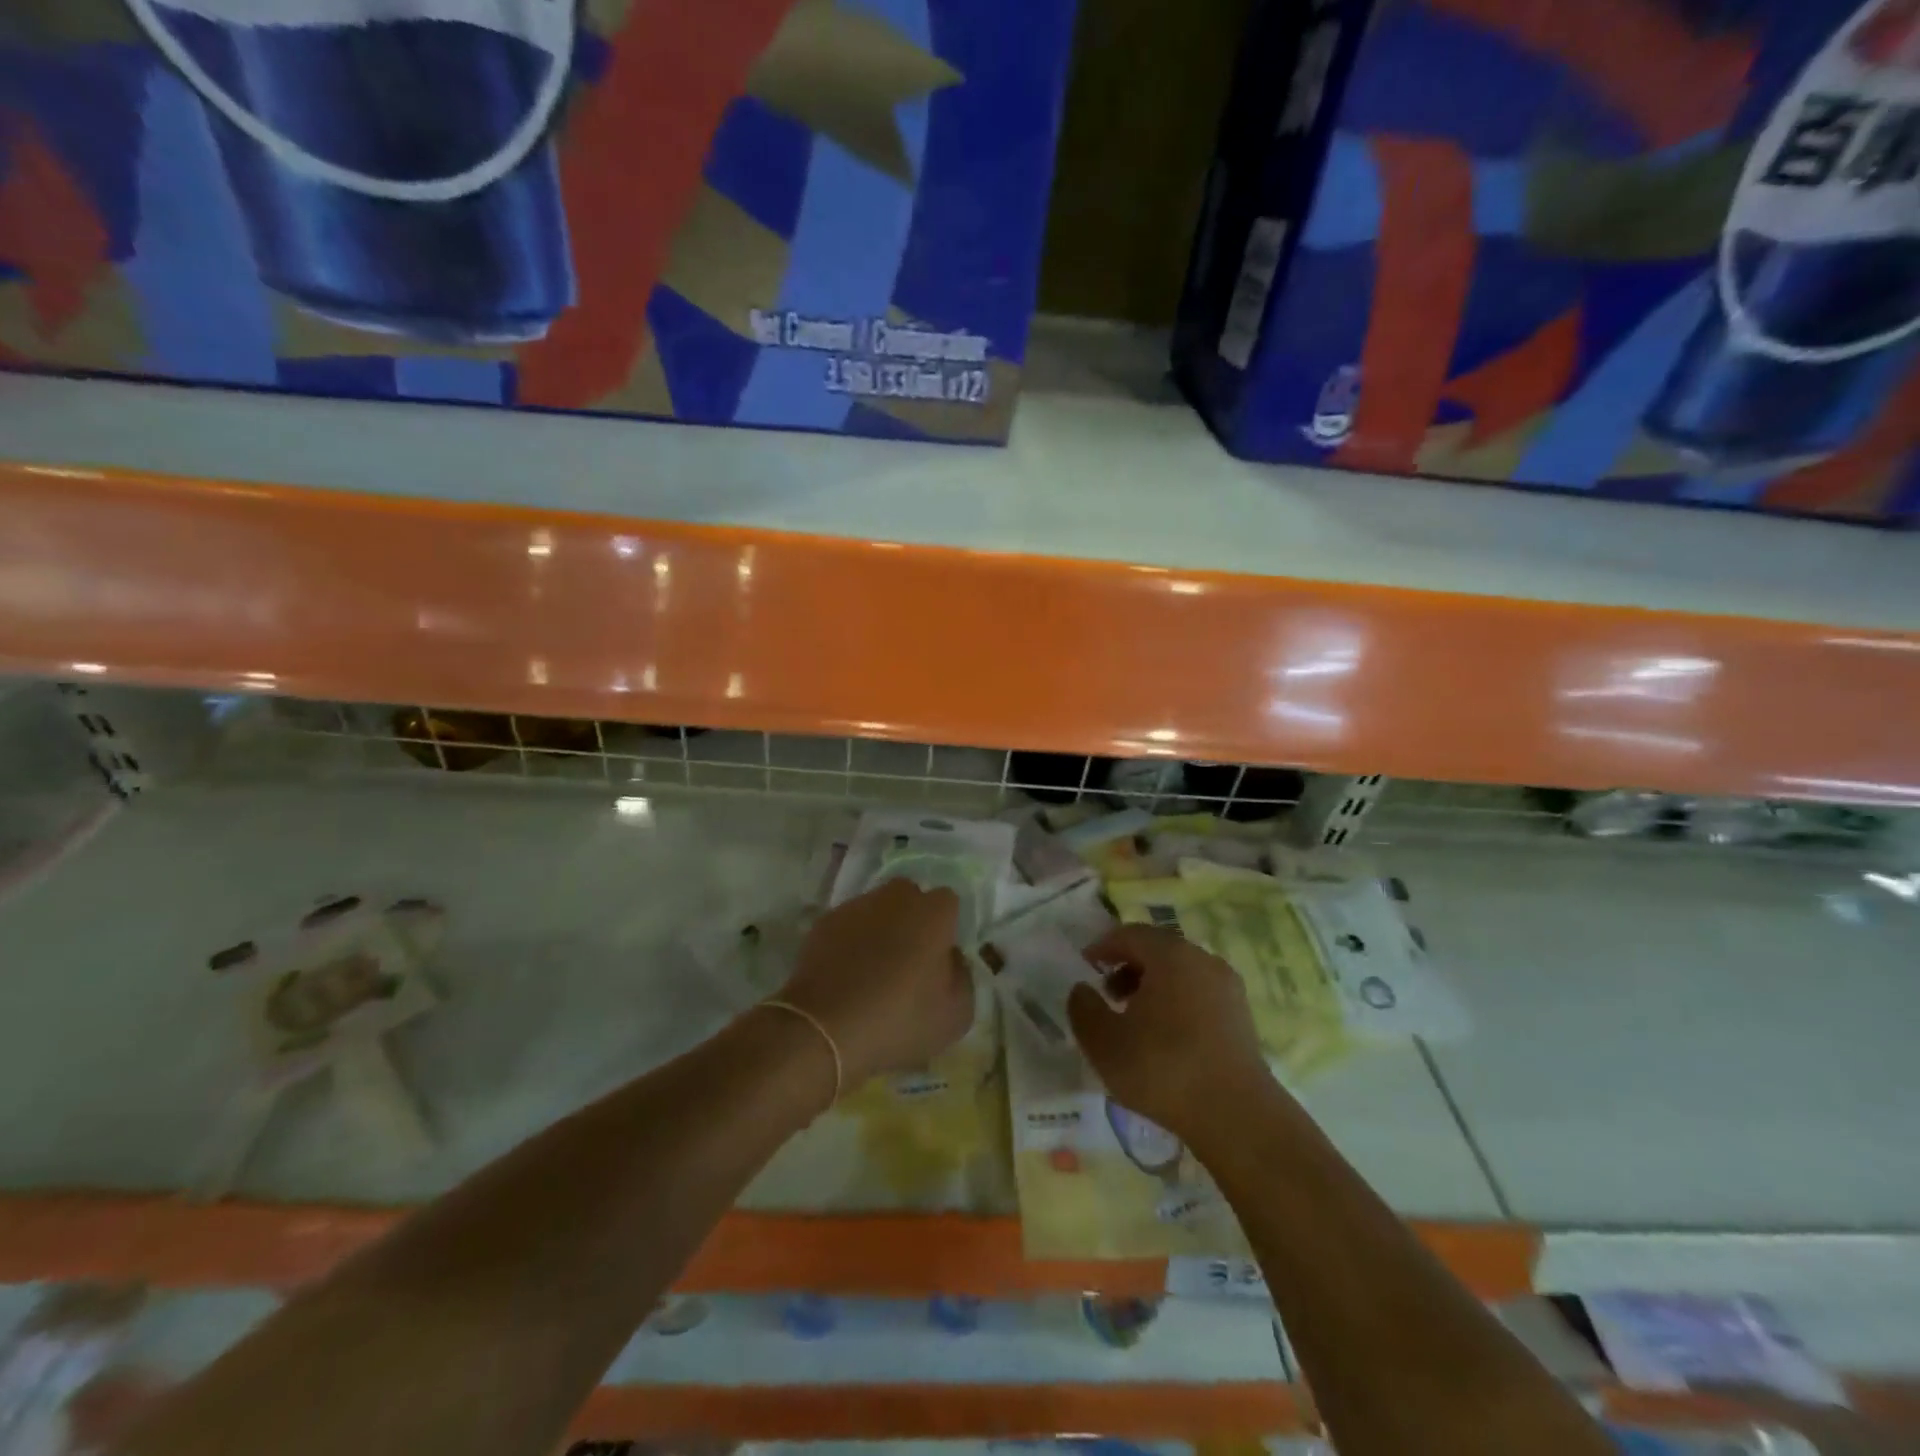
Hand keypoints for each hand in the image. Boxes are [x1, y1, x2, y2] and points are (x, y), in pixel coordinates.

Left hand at [778, 878, 973, 1086]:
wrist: (825, 1028)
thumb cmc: (900, 1020)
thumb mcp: (956, 1015)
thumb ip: (962, 976)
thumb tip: (950, 959)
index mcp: (933, 912)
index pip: (948, 903)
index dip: (946, 928)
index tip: (940, 958)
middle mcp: (896, 897)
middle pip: (910, 898)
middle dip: (912, 920)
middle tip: (909, 961)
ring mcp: (857, 906)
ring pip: (877, 909)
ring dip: (880, 929)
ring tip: (873, 970)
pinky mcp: (825, 922)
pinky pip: (848, 925)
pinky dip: (851, 941)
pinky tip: (846, 974)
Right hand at [1068, 924, 1271, 1140]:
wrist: (1236, 1116)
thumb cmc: (1163, 1069)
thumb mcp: (1104, 1041)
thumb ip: (1083, 1008)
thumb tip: (1082, 989)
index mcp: (1170, 955)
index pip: (1130, 934)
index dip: (1103, 946)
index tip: (1086, 966)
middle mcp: (1202, 960)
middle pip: (1158, 949)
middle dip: (1128, 966)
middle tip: (1107, 993)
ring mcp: (1227, 987)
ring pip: (1180, 972)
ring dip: (1152, 985)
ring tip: (1133, 1018)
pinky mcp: (1241, 1016)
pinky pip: (1199, 994)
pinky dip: (1176, 1002)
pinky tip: (1164, 1036)